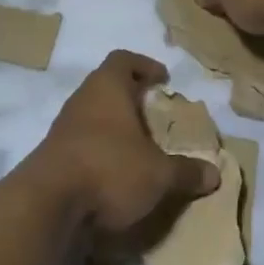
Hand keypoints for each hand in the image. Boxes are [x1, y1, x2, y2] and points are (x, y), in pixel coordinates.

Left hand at [28, 52, 220, 232]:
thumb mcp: (158, 174)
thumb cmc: (109, 169)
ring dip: (114, 127)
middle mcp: (82, 99)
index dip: (144, 65)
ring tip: (139, 149)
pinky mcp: (52, 156)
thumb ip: (186, 172)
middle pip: (106, 86)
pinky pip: (81, 143)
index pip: (123, 59)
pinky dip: (99, 152)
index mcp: (107, 87)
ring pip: (93, 116)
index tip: (163, 79)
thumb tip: (215, 173)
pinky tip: (115, 175)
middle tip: (154, 117)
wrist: (47, 205)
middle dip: (131, 99)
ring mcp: (62, 128)